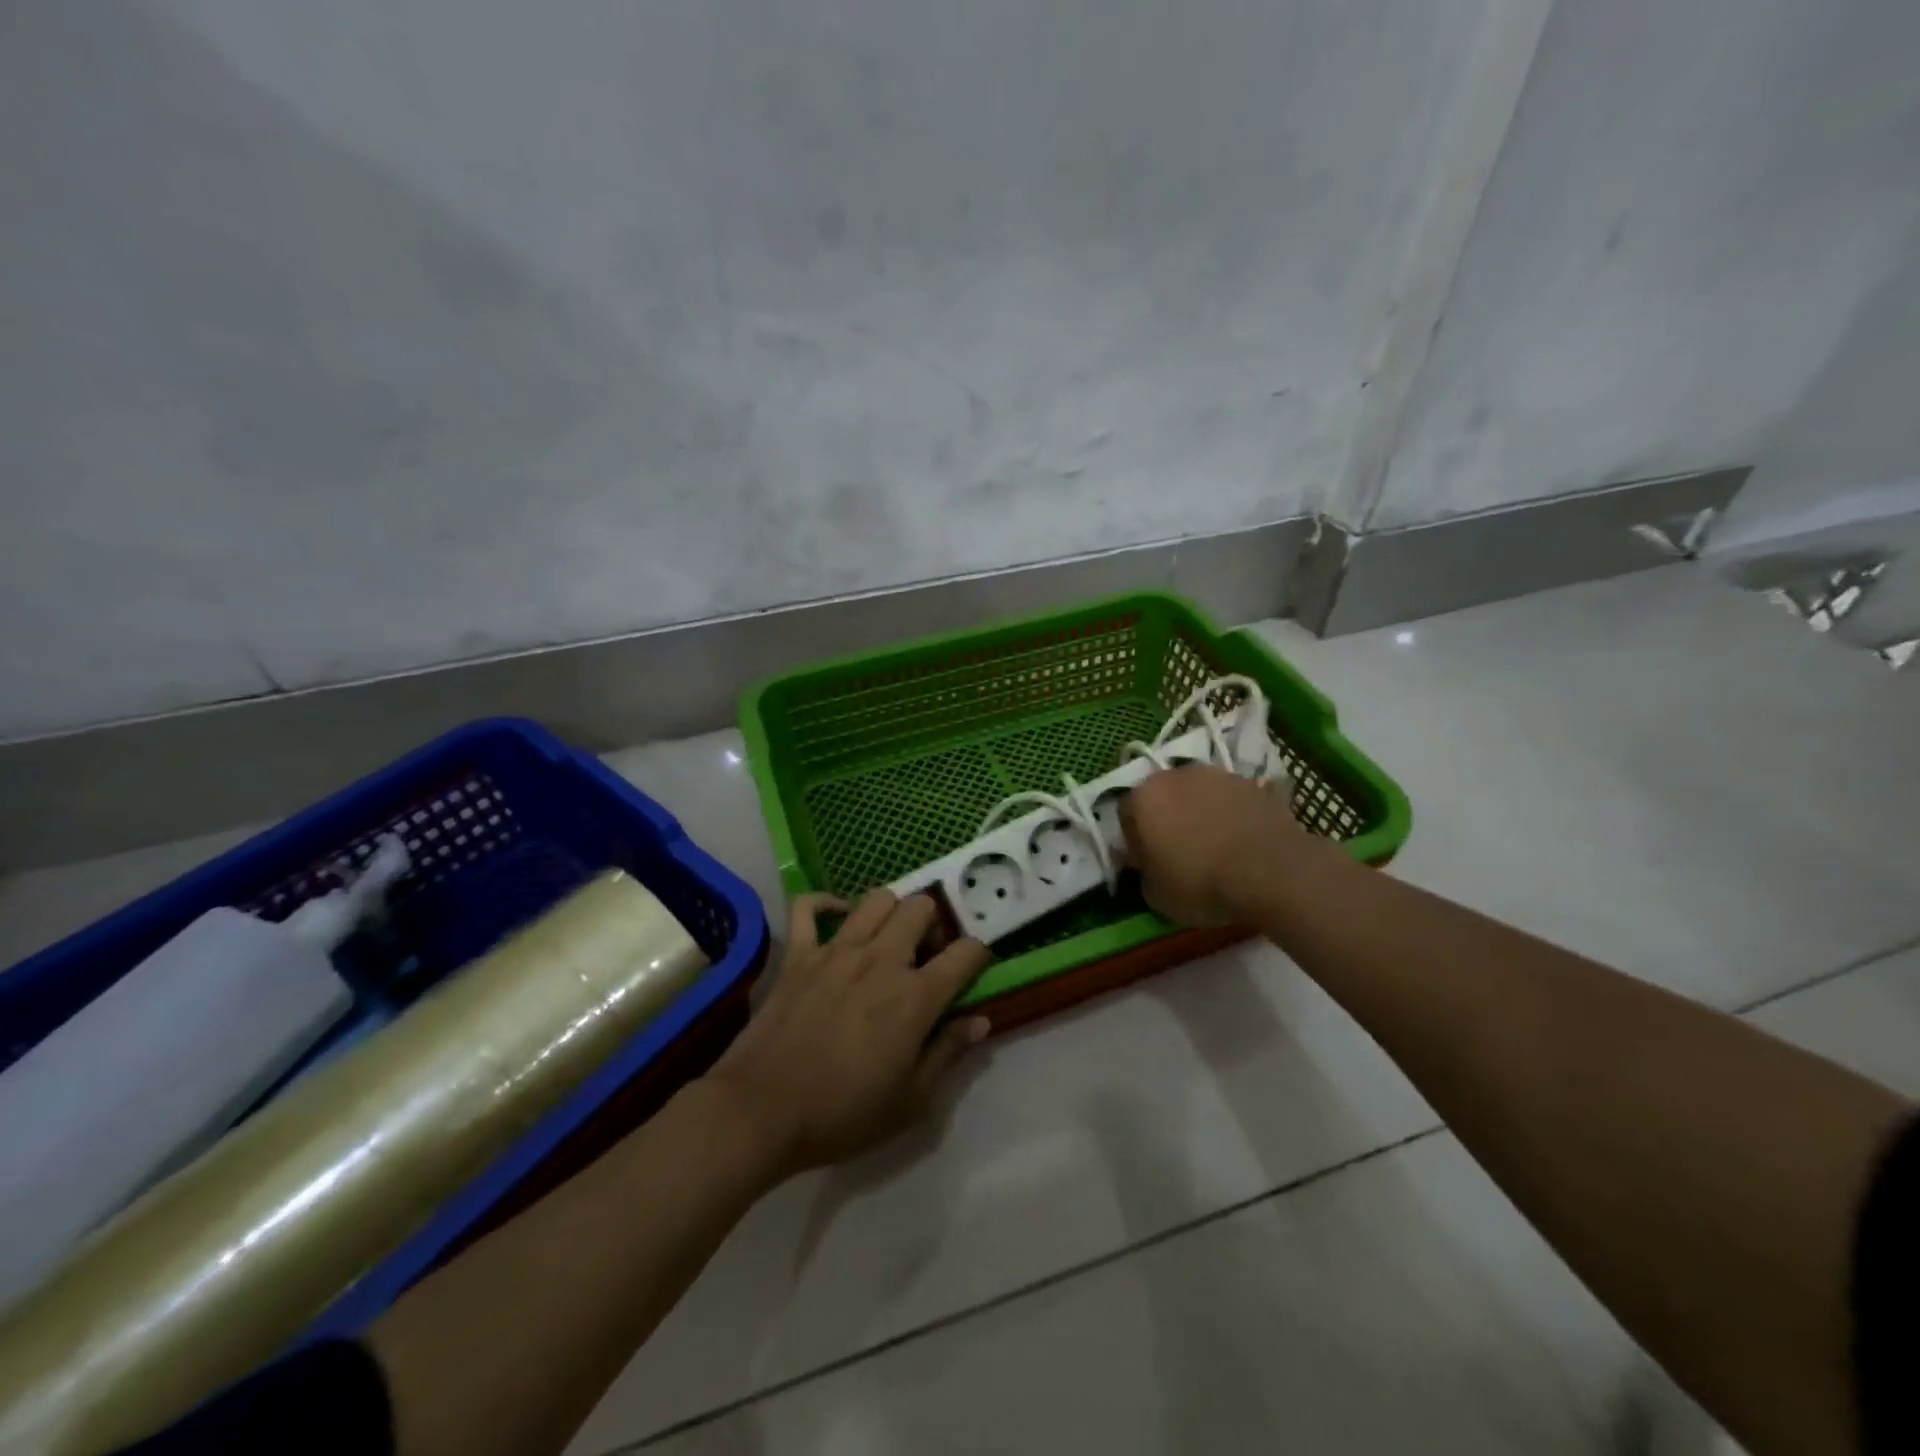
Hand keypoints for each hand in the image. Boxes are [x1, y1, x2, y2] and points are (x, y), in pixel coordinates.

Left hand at [705, 890, 991, 1177]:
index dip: (978, 956)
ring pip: (877, 898)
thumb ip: (948, 1053)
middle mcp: (881, 960)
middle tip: (925, 956)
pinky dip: (826, 904)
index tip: (972, 969)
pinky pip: (809, 907)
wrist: (761, 1113)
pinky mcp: (798, 953)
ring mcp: (836, 950)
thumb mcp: (911, 1102)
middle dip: (934, 925)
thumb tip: (981, 1020)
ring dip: (892, 912)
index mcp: (915, 997)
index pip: (966, 953)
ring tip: (888, 940)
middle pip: (922, 907)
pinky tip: (839, 919)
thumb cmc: (842, 1115)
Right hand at [1119, 764, 1308, 925]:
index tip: (1147, 861)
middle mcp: (1176, 776)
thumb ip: (1142, 872)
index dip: (1135, 839)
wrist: (1270, 871)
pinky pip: (1233, 800)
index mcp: (1144, 798)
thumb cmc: (1200, 883)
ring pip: (1199, 793)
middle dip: (1167, 817)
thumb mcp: (1155, 895)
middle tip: (1179, 850)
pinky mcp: (1253, 784)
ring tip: (1216, 846)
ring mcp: (1218, 775)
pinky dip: (1233, 815)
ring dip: (1201, 812)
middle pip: (1163, 795)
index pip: (1126, 813)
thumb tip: (1145, 863)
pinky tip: (1243, 841)